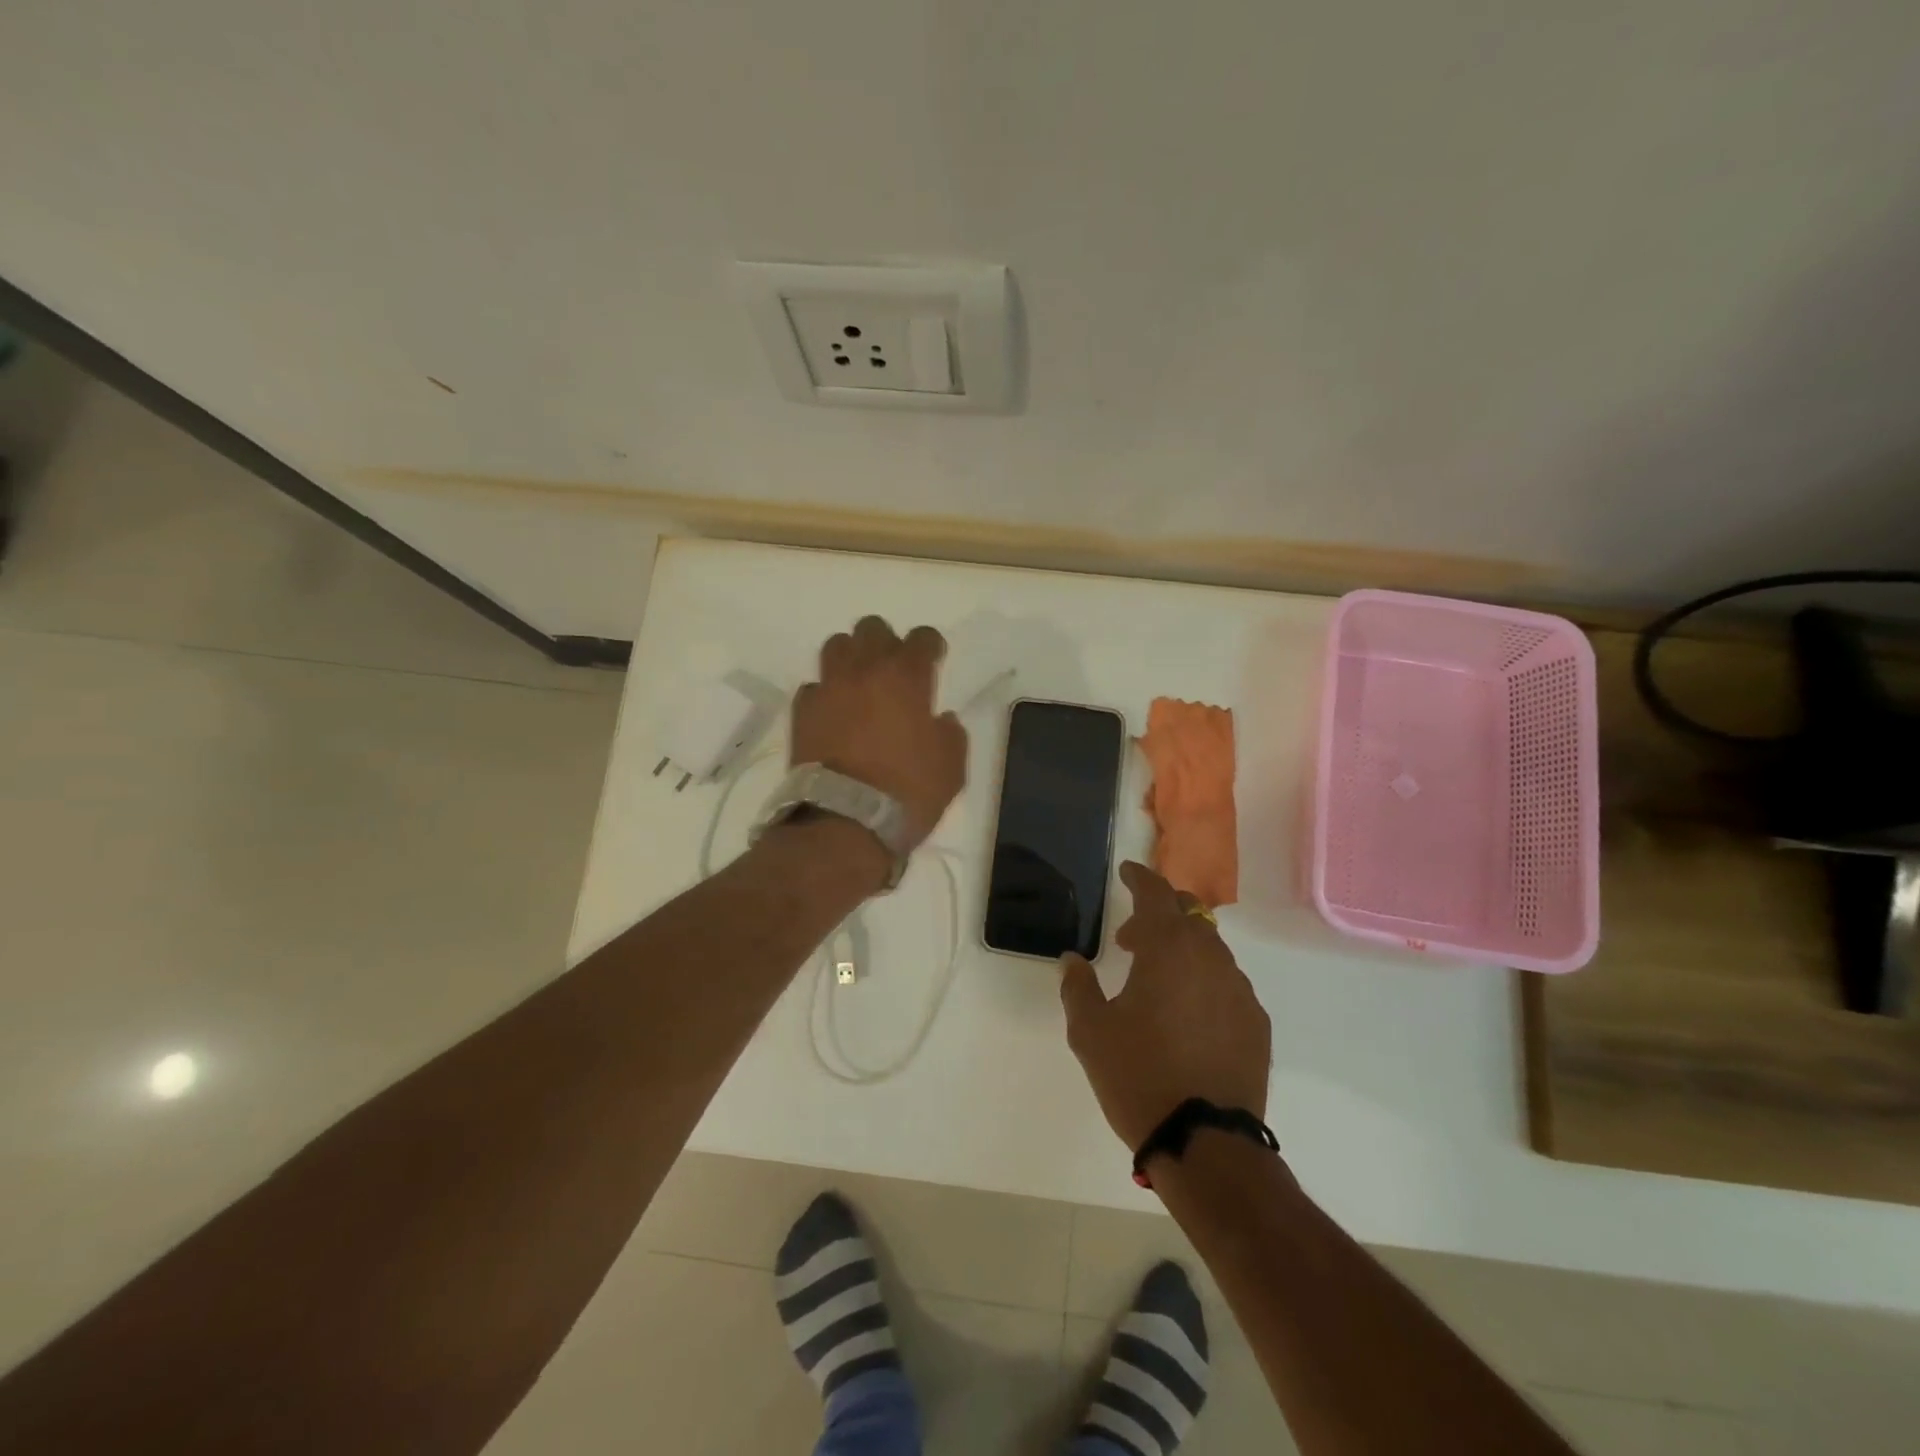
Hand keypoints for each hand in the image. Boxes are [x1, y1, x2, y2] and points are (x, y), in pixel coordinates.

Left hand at [792, 615, 967, 848]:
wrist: (845, 822)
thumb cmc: (908, 792)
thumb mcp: (951, 767)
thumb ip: (950, 734)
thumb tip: (939, 720)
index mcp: (906, 677)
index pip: (921, 638)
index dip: (930, 645)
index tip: (934, 659)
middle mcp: (864, 671)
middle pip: (871, 629)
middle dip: (886, 642)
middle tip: (894, 669)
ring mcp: (828, 689)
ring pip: (836, 646)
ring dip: (851, 656)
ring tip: (859, 682)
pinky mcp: (802, 713)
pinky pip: (813, 687)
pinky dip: (826, 693)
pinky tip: (834, 713)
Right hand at [1060, 862, 1270, 1150]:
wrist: (1206, 1142)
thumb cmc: (1138, 1075)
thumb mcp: (1090, 1031)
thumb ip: (1078, 986)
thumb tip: (1072, 960)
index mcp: (1169, 949)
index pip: (1156, 894)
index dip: (1139, 878)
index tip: (1126, 872)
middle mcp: (1211, 958)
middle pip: (1189, 914)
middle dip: (1160, 912)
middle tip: (1131, 937)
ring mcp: (1239, 990)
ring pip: (1210, 948)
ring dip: (1182, 949)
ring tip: (1155, 980)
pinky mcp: (1256, 1022)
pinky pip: (1226, 983)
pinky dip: (1203, 980)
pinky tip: (1186, 1013)